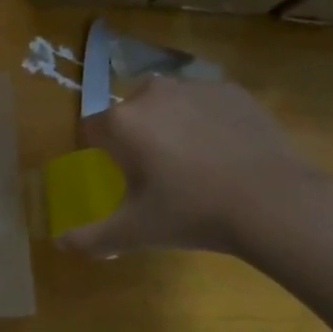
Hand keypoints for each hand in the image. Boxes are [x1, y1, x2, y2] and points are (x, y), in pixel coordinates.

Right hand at [57, 77, 332, 261]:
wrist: (272, 201)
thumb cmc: (192, 214)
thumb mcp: (134, 231)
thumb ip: (91, 238)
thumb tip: (60, 244)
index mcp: (122, 122)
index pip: (91, 130)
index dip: (99, 152)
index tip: (116, 175)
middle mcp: (152, 93)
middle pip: (129, 113)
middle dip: (135, 136)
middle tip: (156, 173)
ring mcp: (195, 87)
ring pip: (167, 103)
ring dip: (168, 124)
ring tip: (191, 161)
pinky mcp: (231, 90)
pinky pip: (203, 102)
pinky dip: (204, 120)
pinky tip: (221, 151)